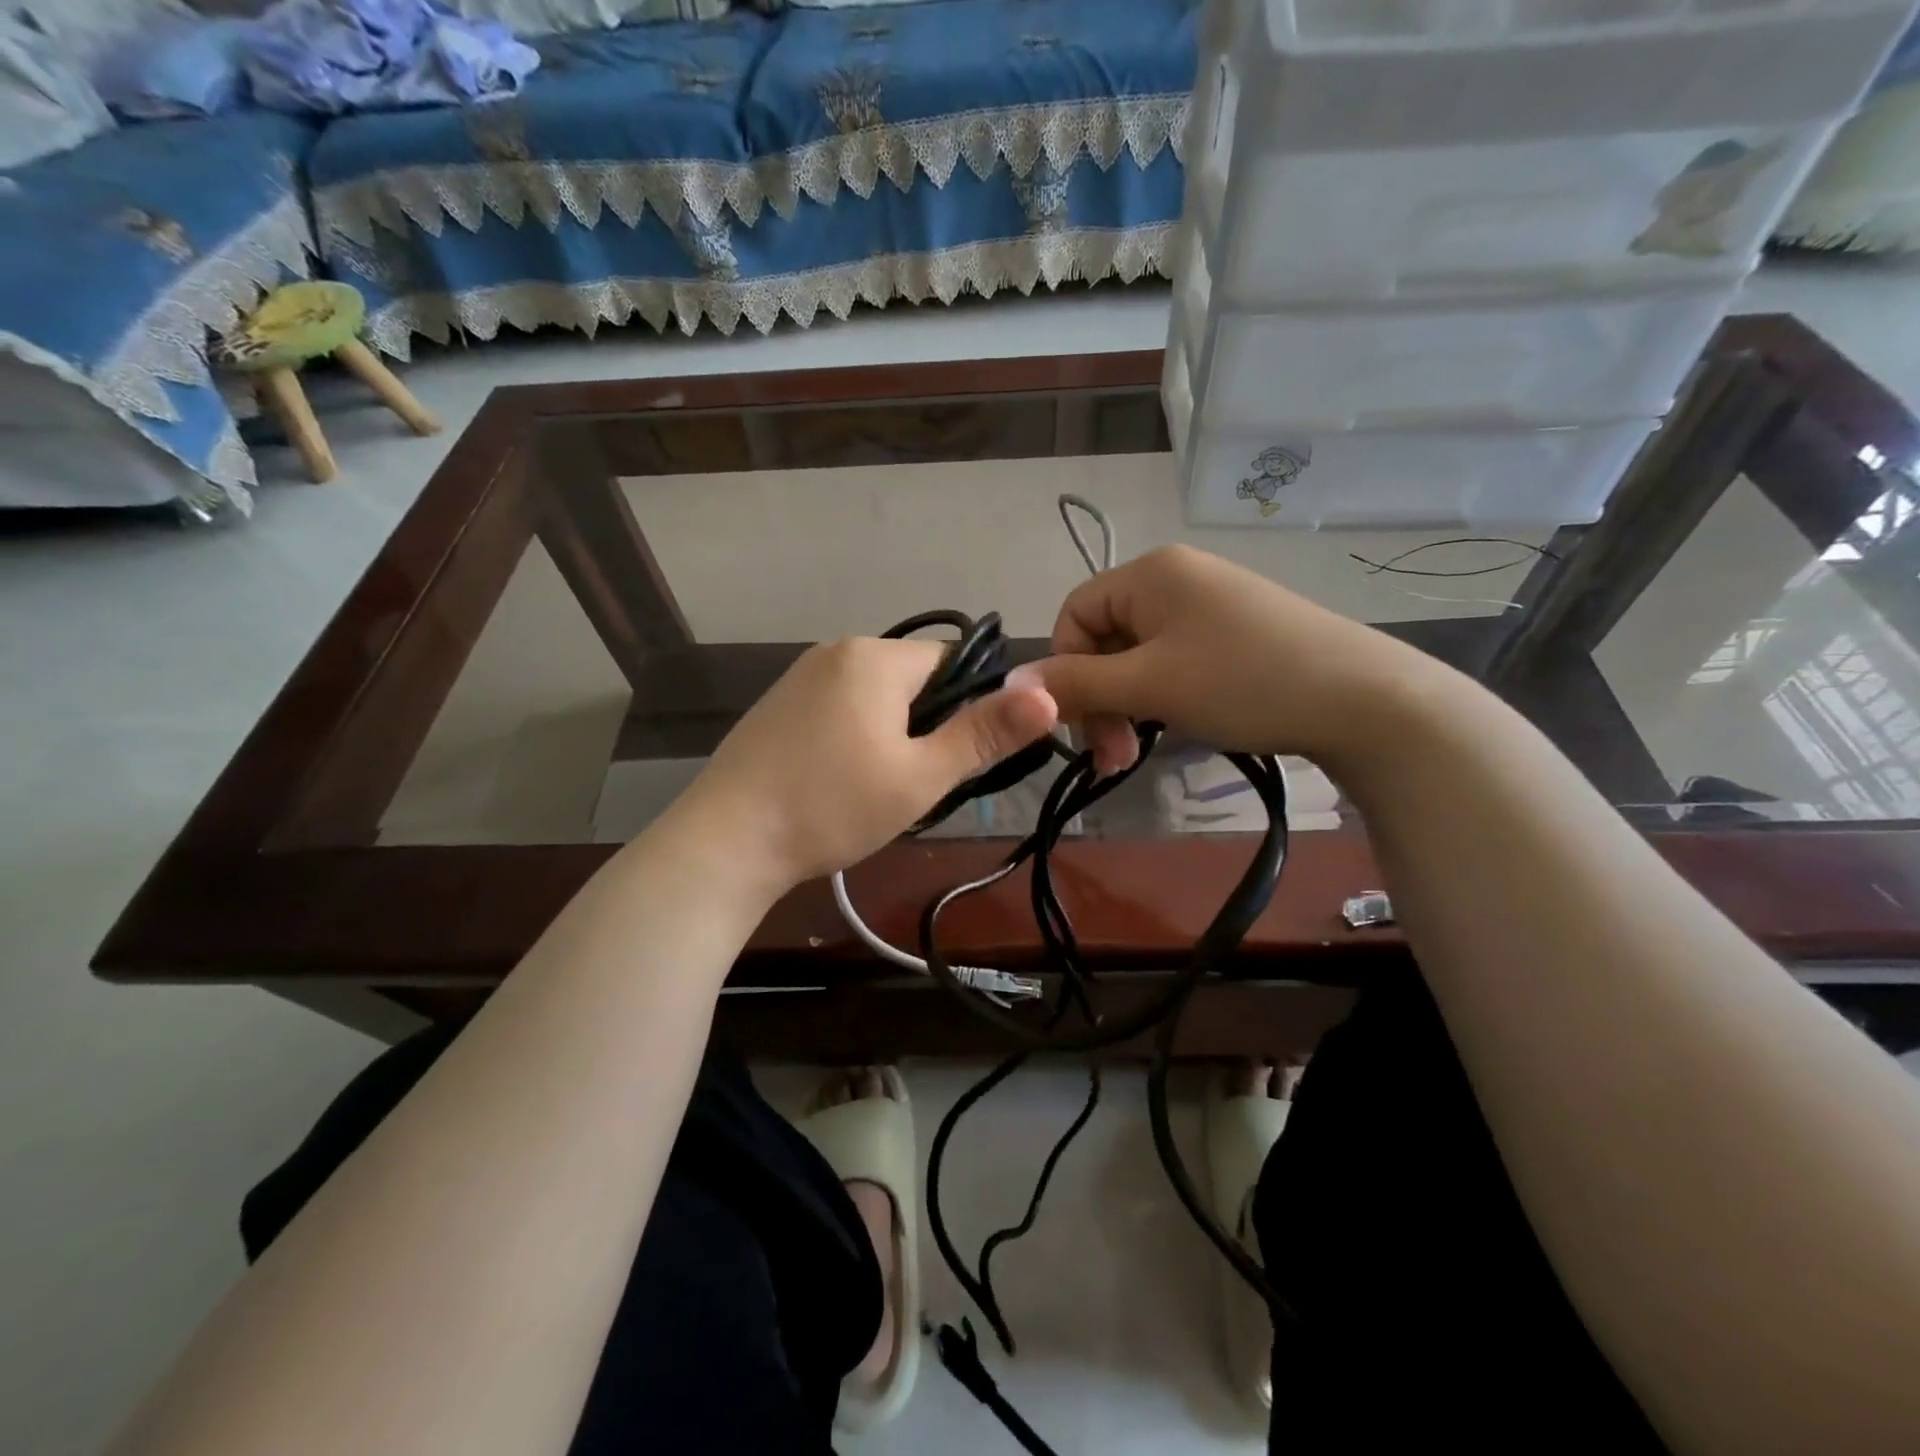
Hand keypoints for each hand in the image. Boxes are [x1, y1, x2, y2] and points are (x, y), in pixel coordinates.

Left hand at [681, 637, 1057, 891]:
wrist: (726, 841)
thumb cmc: (832, 806)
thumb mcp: (921, 776)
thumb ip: (985, 733)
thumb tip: (1047, 694)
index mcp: (875, 656)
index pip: (951, 662)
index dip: (968, 708)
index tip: (956, 758)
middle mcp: (836, 650)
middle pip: (911, 679)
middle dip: (926, 726)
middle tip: (915, 783)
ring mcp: (799, 676)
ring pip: (874, 697)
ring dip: (891, 735)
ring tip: (877, 789)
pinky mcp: (777, 705)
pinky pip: (838, 708)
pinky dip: (853, 738)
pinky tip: (838, 782)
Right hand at [1017, 545, 1421, 774]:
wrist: (1365, 700)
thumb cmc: (1243, 682)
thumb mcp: (1149, 685)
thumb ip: (1076, 684)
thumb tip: (1009, 683)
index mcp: (1149, 572)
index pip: (1073, 615)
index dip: (1065, 671)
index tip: (1081, 725)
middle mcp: (1176, 577)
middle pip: (1104, 638)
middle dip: (1099, 698)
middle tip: (1113, 756)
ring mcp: (1210, 604)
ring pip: (1138, 656)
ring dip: (1128, 705)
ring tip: (1138, 753)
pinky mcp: (1237, 632)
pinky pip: (1174, 661)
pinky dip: (1162, 697)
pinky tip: (1177, 726)